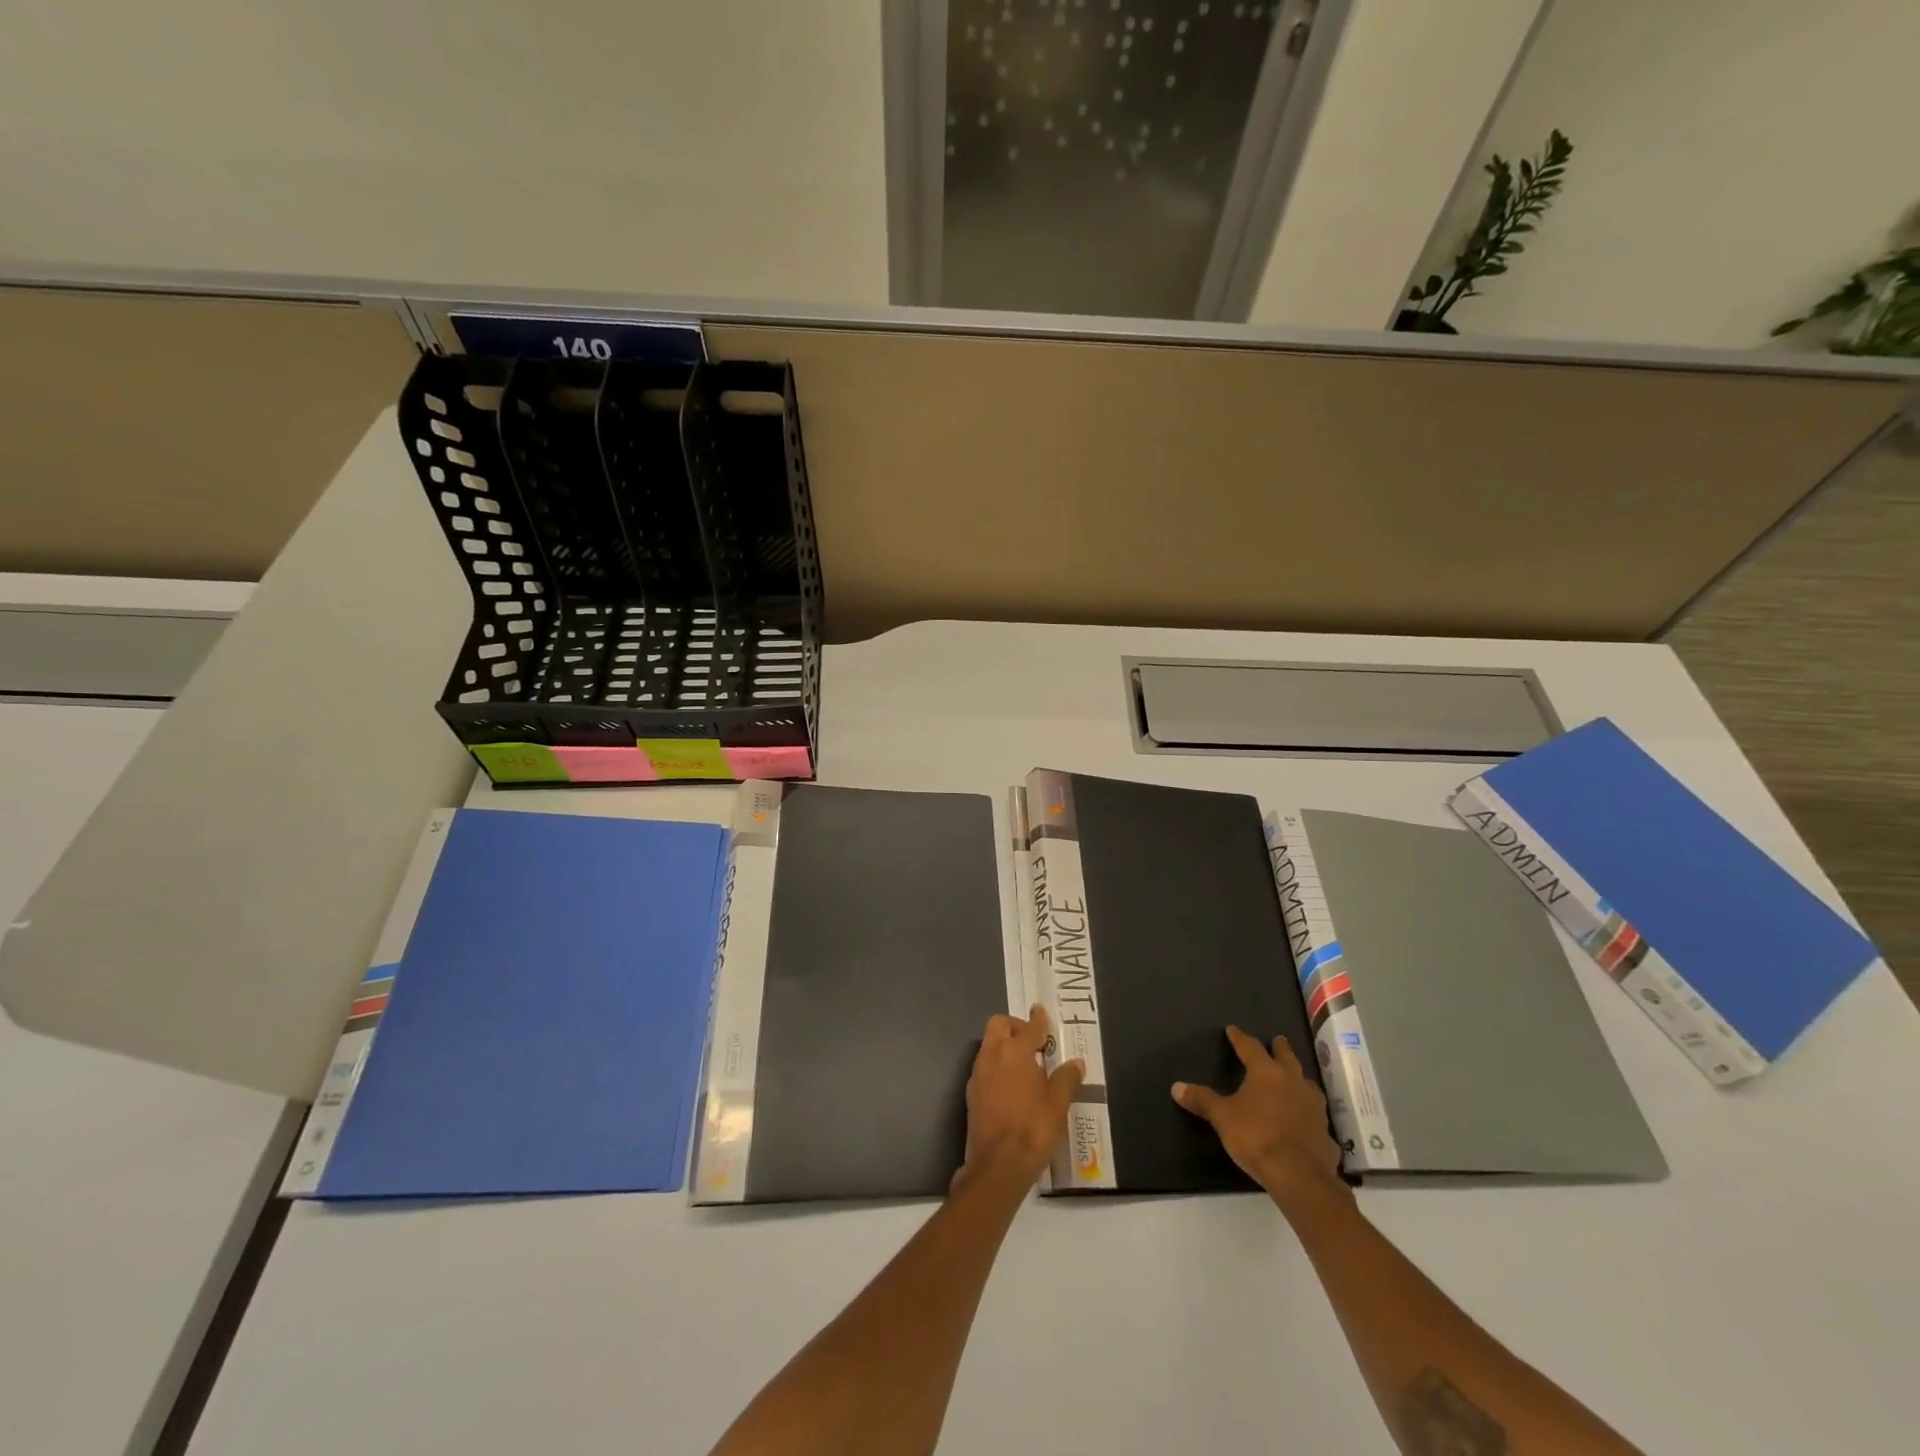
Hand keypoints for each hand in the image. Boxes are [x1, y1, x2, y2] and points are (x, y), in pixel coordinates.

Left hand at [956, 1004, 1084, 1192]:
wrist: (998, 1165)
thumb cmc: (1033, 1128)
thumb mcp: (1058, 1104)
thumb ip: (1066, 1078)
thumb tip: (1075, 1063)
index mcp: (1015, 1051)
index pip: (1029, 1027)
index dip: (1038, 1019)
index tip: (1041, 1011)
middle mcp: (992, 1055)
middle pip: (999, 1025)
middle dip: (1015, 1026)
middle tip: (1033, 1042)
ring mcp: (978, 1074)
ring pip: (989, 1045)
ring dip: (1004, 1046)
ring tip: (1025, 1065)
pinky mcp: (971, 1093)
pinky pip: (984, 1067)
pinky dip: (997, 1066)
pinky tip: (1011, 1086)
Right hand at [1172, 1026, 1348, 1218]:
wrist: (1300, 1176)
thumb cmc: (1257, 1137)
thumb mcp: (1223, 1117)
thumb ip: (1202, 1100)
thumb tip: (1176, 1086)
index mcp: (1266, 1072)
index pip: (1250, 1047)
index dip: (1240, 1038)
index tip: (1233, 1029)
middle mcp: (1293, 1082)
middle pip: (1286, 1057)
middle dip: (1279, 1048)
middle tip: (1277, 1040)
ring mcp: (1313, 1106)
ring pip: (1306, 1083)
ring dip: (1299, 1077)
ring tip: (1294, 1077)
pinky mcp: (1324, 1131)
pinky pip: (1315, 1114)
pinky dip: (1308, 1111)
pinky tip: (1305, 1119)